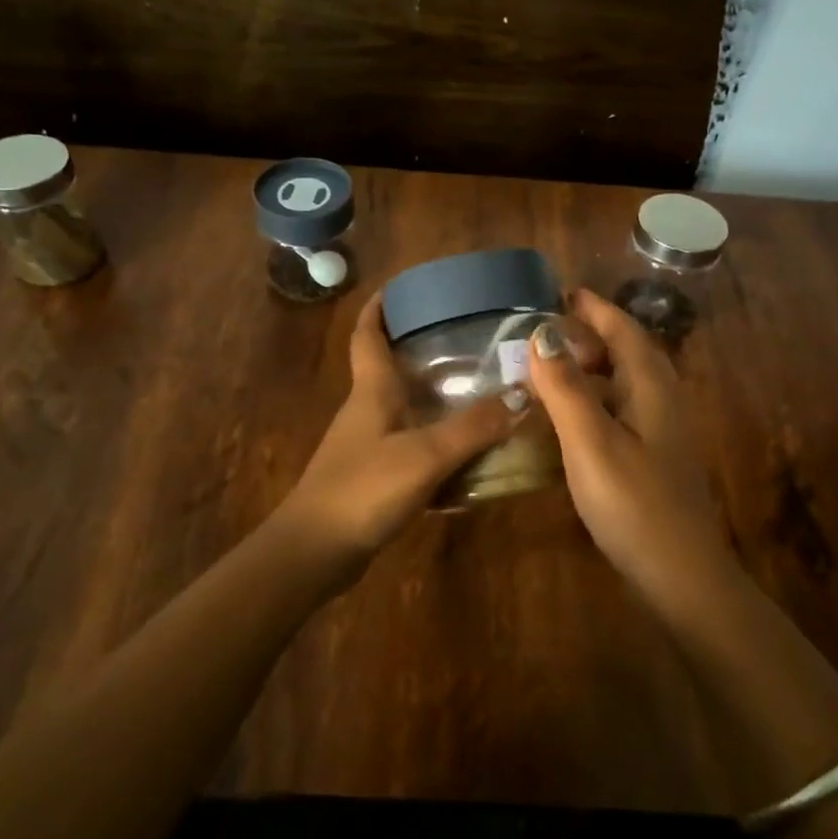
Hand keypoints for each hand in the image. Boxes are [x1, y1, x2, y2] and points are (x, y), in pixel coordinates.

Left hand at [267, 293, 516, 567]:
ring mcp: (366, 445)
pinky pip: (409, 445)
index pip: (367, 334)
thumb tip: (523, 396)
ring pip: (402, 408)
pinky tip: (465, 453)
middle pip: (387, 367)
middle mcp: (365, 410)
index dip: (379, 307)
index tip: (401, 286)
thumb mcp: (425, 455)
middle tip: (463, 337)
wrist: (315, 552)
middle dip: (418, 348)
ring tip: (476, 388)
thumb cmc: (363, 489)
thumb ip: (473, 427)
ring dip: (431, 396)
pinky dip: (435, 440)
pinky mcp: (372, 476)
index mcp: (370, 391)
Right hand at [528, 289, 733, 595]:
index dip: (593, 308)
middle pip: (627, 352)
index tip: (559, 292)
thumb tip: (541, 334)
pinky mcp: (653, 457)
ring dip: (589, 368)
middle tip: (542, 332)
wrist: (682, 577)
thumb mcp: (591, 442)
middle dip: (588, 335)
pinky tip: (568, 418)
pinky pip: (620, 409)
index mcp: (652, 387)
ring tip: (547, 368)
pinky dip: (593, 399)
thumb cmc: (634, 504)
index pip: (624, 330)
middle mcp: (662, 400)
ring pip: (624, 382)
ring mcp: (661, 431)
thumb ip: (566, 387)